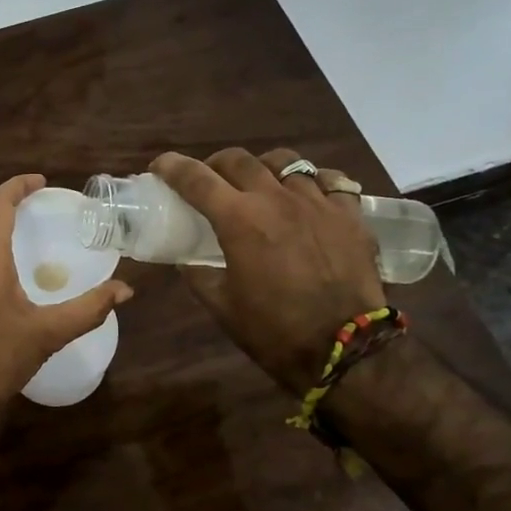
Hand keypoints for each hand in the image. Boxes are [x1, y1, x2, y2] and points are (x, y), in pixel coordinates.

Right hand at [151, 148, 385, 393]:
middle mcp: (276, 199)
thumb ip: (198, 275)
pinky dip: (314, 181)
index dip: (172, 167)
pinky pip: (331, 180)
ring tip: (260, 183)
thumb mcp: (222, 306)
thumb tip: (187, 260)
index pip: (196, 179)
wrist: (344, 350)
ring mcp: (318, 202)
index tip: (160, 166)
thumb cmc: (274, 331)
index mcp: (239, 220)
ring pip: (286, 161)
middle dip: (216, 164)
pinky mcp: (350, 215)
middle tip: (209, 179)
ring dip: (263, 167)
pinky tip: (309, 194)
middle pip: (238, 160)